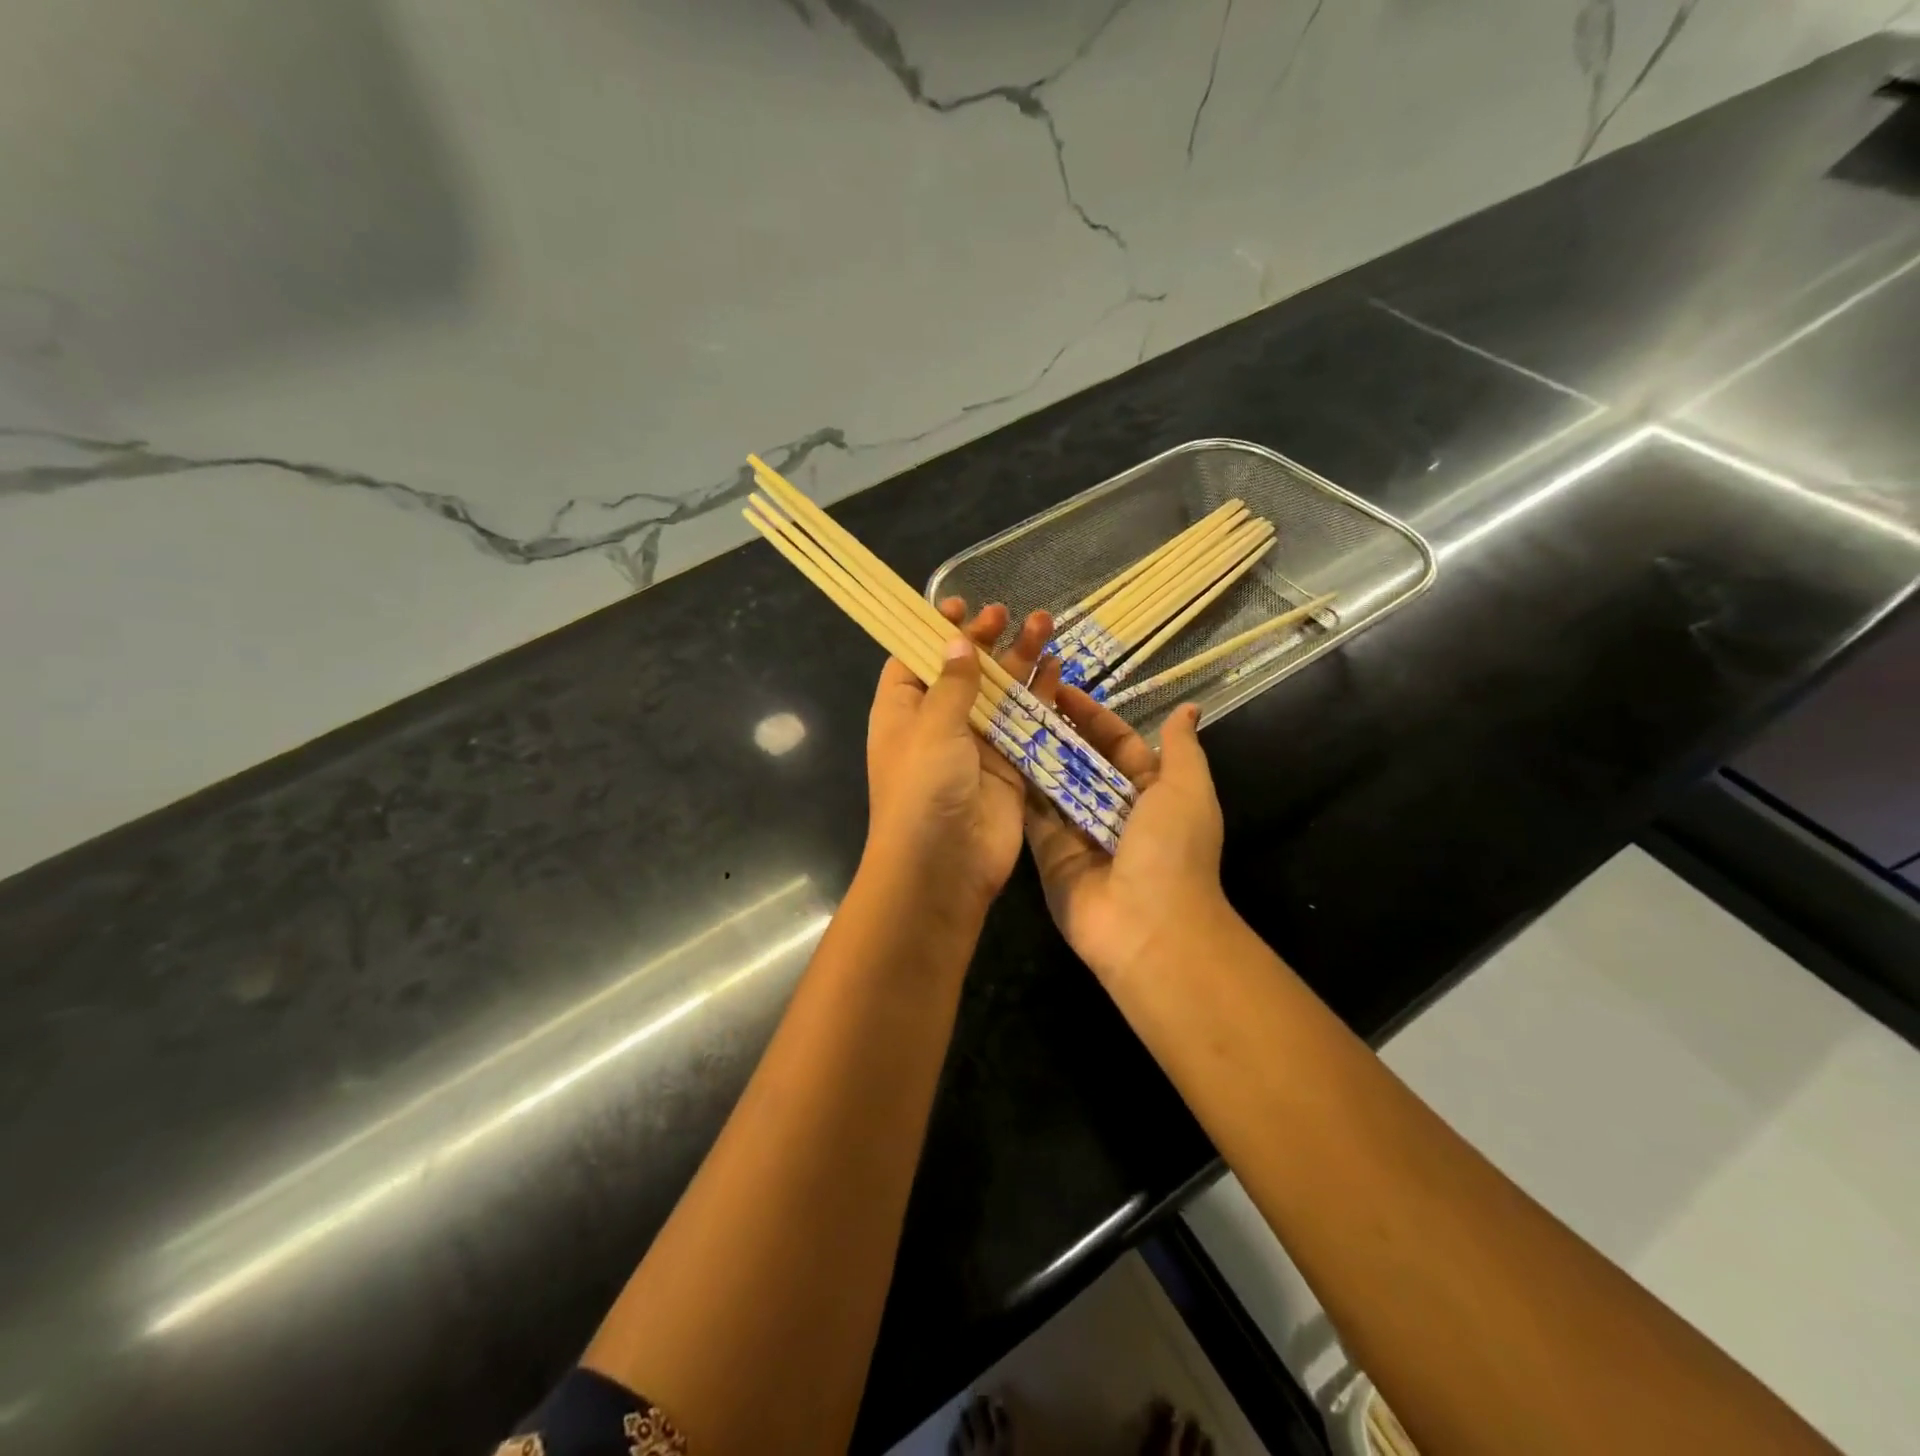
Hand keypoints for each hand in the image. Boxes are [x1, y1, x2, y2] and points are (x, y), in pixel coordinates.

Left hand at [863, 598, 1052, 916]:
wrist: (944, 867)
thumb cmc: (923, 788)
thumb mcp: (932, 727)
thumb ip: (953, 683)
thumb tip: (957, 642)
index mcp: (902, 712)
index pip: (914, 661)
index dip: (933, 632)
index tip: (959, 605)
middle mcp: (938, 725)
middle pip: (963, 672)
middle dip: (985, 641)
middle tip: (1007, 614)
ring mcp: (976, 746)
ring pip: (1001, 693)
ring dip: (1020, 661)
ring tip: (1046, 623)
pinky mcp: (1010, 766)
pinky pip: (1027, 724)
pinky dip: (1041, 698)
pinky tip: (1058, 668)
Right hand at [1023, 691, 1230, 983]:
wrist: (1148, 927)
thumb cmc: (1172, 850)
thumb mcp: (1187, 789)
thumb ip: (1180, 748)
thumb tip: (1187, 709)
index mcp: (1150, 791)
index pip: (1118, 742)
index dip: (1093, 716)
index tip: (1062, 688)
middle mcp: (1113, 809)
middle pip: (1081, 761)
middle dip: (1058, 732)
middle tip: (1021, 700)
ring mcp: (1079, 832)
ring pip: (1053, 785)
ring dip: (1033, 755)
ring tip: (1001, 720)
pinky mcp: (1050, 854)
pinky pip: (1033, 817)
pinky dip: (1017, 792)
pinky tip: (994, 760)